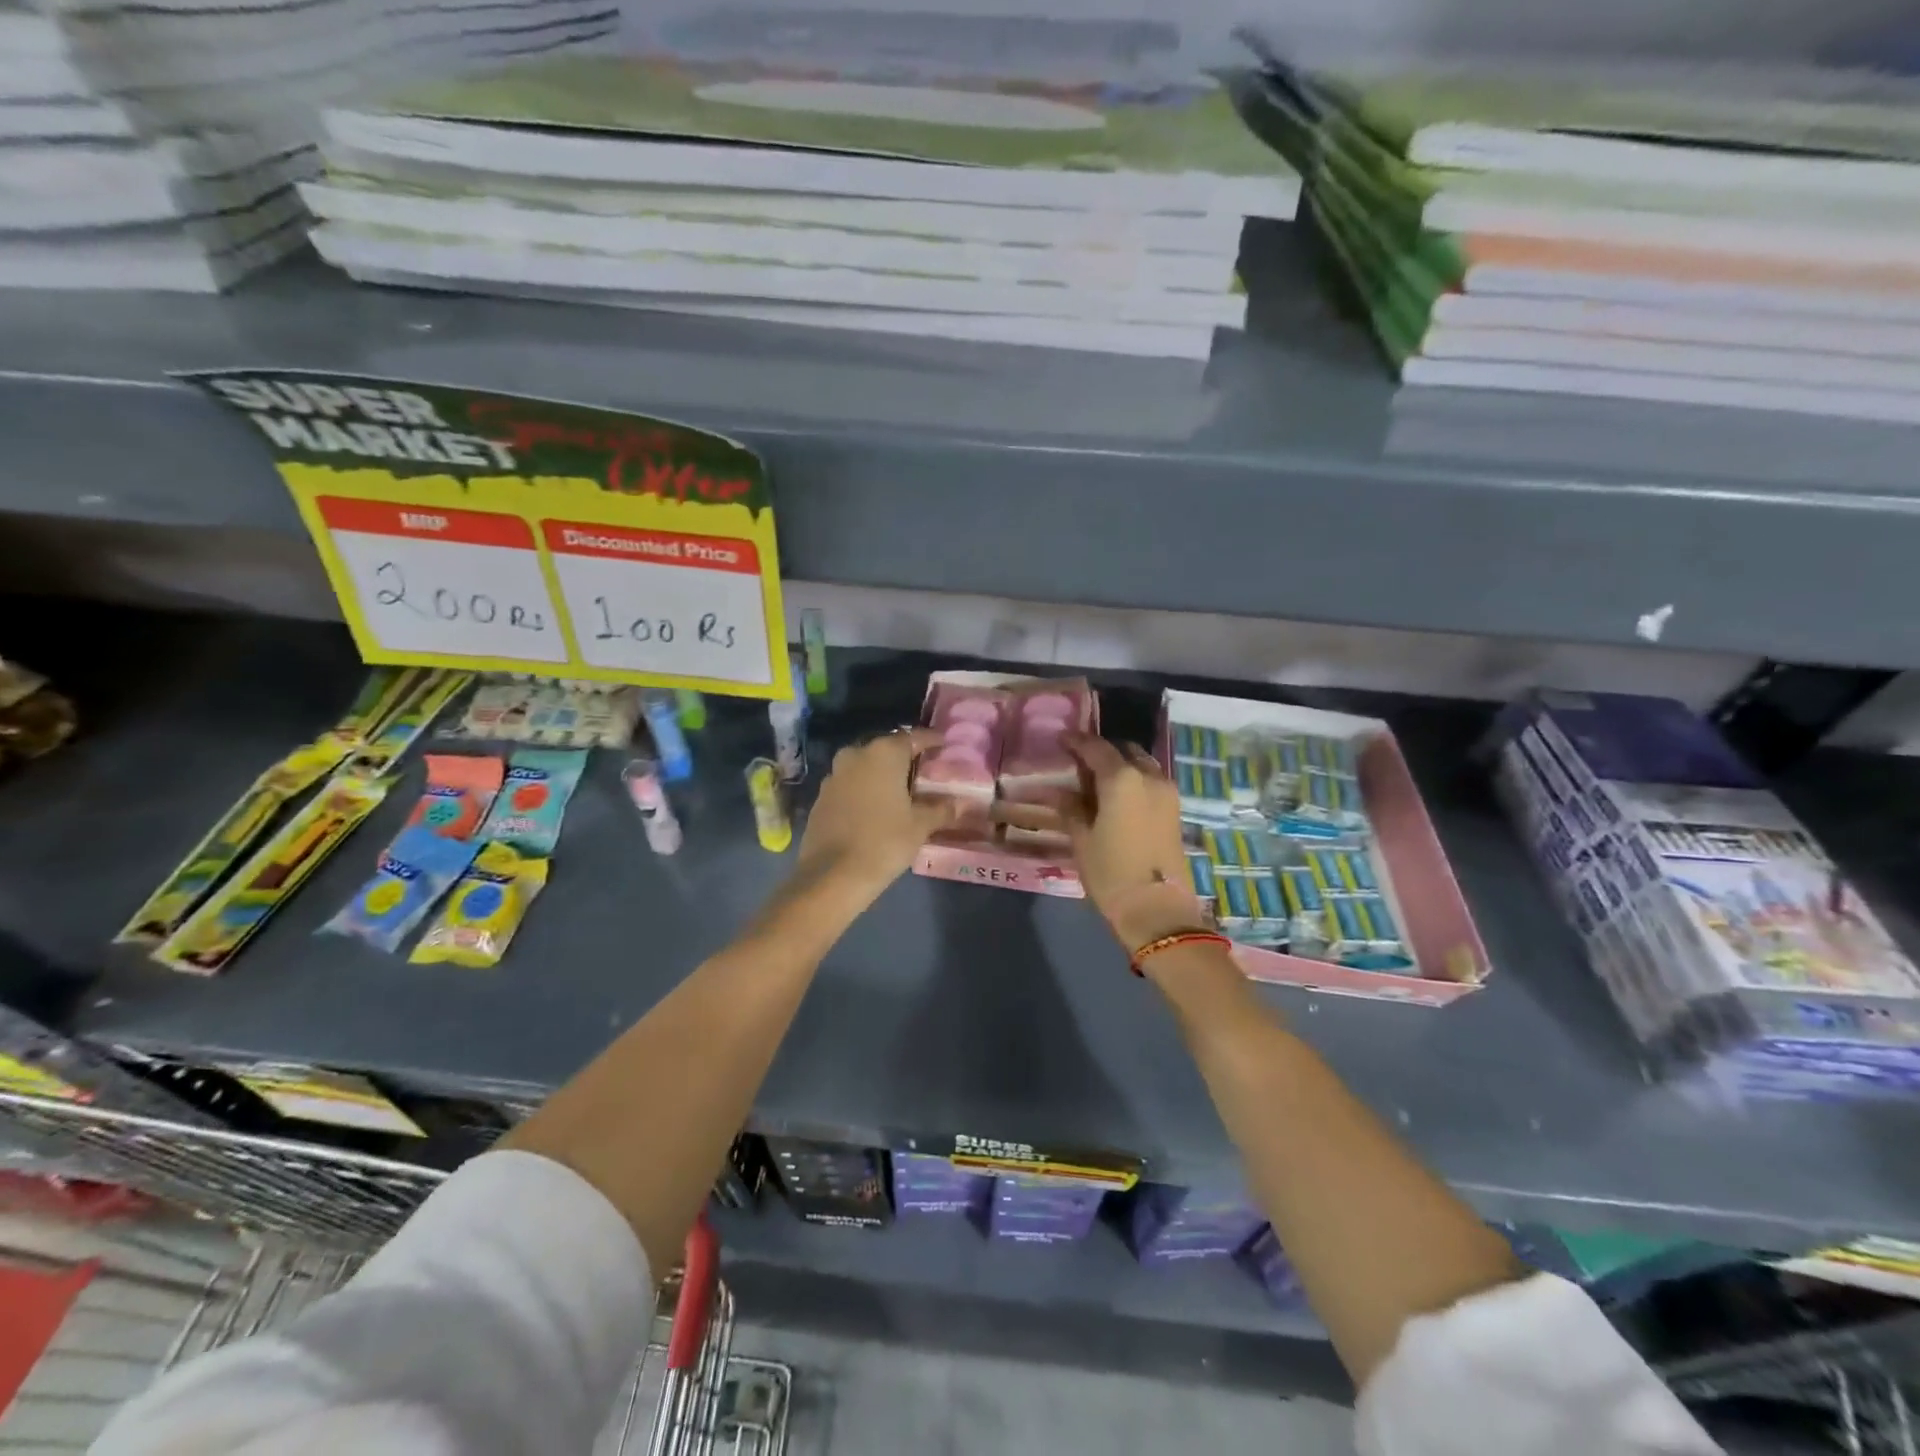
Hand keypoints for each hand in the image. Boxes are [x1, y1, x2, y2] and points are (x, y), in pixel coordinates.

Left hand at [795, 727, 957, 900]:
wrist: (832, 875)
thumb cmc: (884, 842)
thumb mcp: (920, 826)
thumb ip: (941, 809)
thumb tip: (962, 803)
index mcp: (884, 753)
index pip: (914, 737)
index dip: (931, 741)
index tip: (944, 745)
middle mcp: (856, 755)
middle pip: (887, 749)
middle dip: (905, 758)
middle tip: (924, 771)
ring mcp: (834, 775)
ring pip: (865, 766)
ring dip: (882, 774)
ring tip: (902, 790)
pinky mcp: (822, 797)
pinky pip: (850, 784)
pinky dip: (865, 790)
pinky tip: (876, 807)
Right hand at [1061, 732, 1207, 952]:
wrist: (1158, 910)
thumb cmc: (1111, 872)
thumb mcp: (1082, 839)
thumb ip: (1072, 808)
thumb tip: (1060, 792)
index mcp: (1122, 778)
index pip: (1096, 748)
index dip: (1077, 741)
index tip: (1062, 739)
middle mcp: (1148, 776)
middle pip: (1124, 750)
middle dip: (1103, 751)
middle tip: (1080, 761)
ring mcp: (1167, 792)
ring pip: (1142, 764)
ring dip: (1121, 765)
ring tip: (1098, 780)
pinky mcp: (1175, 810)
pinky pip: (1151, 781)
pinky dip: (1134, 779)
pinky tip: (1117, 796)